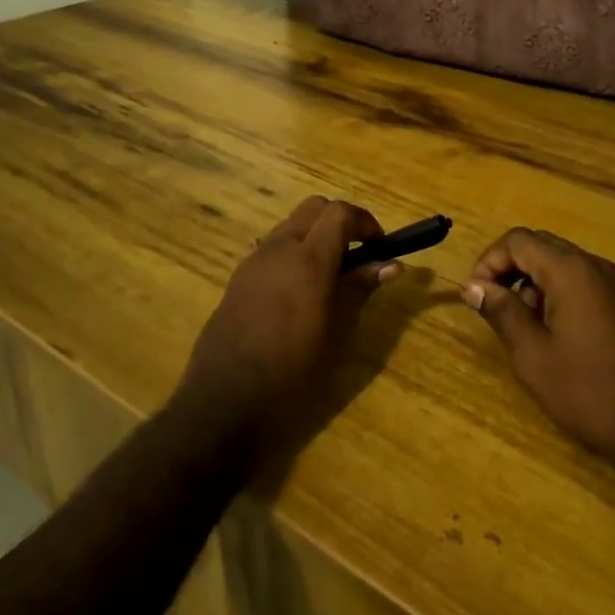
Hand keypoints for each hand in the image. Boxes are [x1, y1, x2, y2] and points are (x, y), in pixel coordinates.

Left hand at [174, 197, 398, 447]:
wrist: (224, 406)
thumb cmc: (292, 374)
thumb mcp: (337, 334)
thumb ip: (360, 289)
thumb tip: (390, 264)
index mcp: (308, 260)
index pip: (340, 212)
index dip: (366, 222)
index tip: (380, 247)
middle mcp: (278, 249)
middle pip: (314, 208)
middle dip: (340, 221)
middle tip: (358, 255)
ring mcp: (252, 262)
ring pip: (291, 226)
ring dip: (315, 236)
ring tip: (331, 276)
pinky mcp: (237, 280)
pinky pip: (271, 249)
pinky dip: (293, 253)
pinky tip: (299, 293)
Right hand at [464, 228, 614, 484]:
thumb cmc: (586, 390)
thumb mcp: (532, 354)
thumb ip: (501, 311)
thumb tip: (473, 285)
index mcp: (570, 270)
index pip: (518, 240)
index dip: (489, 261)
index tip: (474, 294)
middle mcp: (593, 265)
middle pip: (540, 245)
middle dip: (509, 269)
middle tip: (492, 305)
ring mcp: (613, 284)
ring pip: (560, 263)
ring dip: (532, 282)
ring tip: (522, 326)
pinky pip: (580, 281)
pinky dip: (556, 293)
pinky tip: (552, 334)